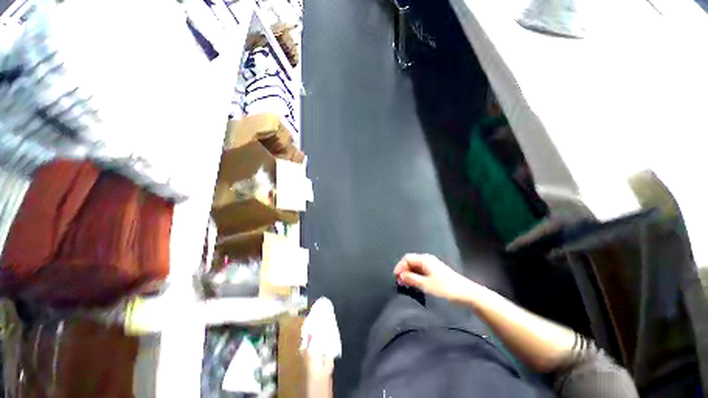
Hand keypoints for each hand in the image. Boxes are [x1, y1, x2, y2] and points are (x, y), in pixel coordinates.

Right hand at [393, 253, 470, 301]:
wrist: (467, 294)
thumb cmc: (446, 288)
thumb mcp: (426, 285)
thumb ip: (411, 279)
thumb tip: (400, 275)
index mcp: (425, 259)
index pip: (407, 258)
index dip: (399, 266)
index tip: (395, 277)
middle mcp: (428, 260)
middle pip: (411, 261)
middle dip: (404, 270)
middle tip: (399, 282)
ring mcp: (433, 265)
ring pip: (416, 267)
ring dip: (409, 274)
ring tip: (406, 284)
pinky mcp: (436, 272)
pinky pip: (421, 271)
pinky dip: (416, 276)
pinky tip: (415, 284)